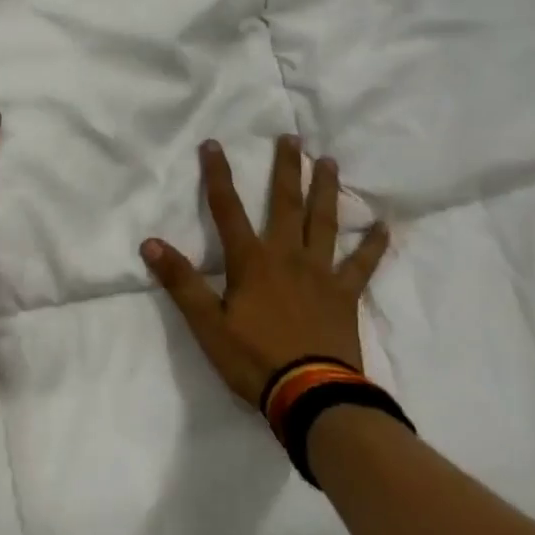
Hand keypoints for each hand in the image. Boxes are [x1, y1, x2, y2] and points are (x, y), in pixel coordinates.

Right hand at [141, 135, 389, 407]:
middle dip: (285, 168)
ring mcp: (321, 273)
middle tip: (292, 137)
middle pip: (285, 203)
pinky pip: (362, 265)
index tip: (212, 144)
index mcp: (251, 261)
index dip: (217, 175)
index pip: (227, 209)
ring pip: (323, 222)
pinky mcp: (345, 295)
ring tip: (329, 162)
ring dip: (325, 190)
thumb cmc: (254, 359)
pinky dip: (373, 245)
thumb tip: (150, 243)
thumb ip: (180, 282)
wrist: (311, 396)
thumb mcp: (207, 324)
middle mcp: (287, 256)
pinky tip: (384, 226)